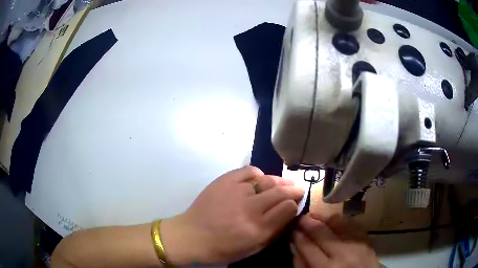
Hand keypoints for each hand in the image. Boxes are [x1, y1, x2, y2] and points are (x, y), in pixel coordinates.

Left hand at [161, 166, 303, 264]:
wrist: (190, 236)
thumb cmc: (221, 249)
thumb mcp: (252, 249)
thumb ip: (273, 232)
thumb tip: (289, 214)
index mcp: (257, 230)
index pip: (287, 209)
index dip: (294, 205)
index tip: (294, 204)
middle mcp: (249, 209)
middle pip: (280, 192)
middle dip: (293, 190)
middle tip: (297, 189)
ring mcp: (236, 192)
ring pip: (267, 180)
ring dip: (279, 182)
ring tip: (283, 184)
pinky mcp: (224, 181)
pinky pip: (249, 171)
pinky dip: (257, 174)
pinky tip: (258, 181)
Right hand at [291, 214, 378, 267]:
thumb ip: (302, 265)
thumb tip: (294, 246)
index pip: (307, 246)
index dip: (297, 235)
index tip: (291, 228)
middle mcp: (342, 253)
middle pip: (321, 232)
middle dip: (308, 222)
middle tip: (300, 218)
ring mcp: (357, 244)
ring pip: (338, 223)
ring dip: (324, 217)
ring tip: (315, 216)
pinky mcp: (367, 239)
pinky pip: (352, 223)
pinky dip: (340, 220)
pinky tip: (333, 220)